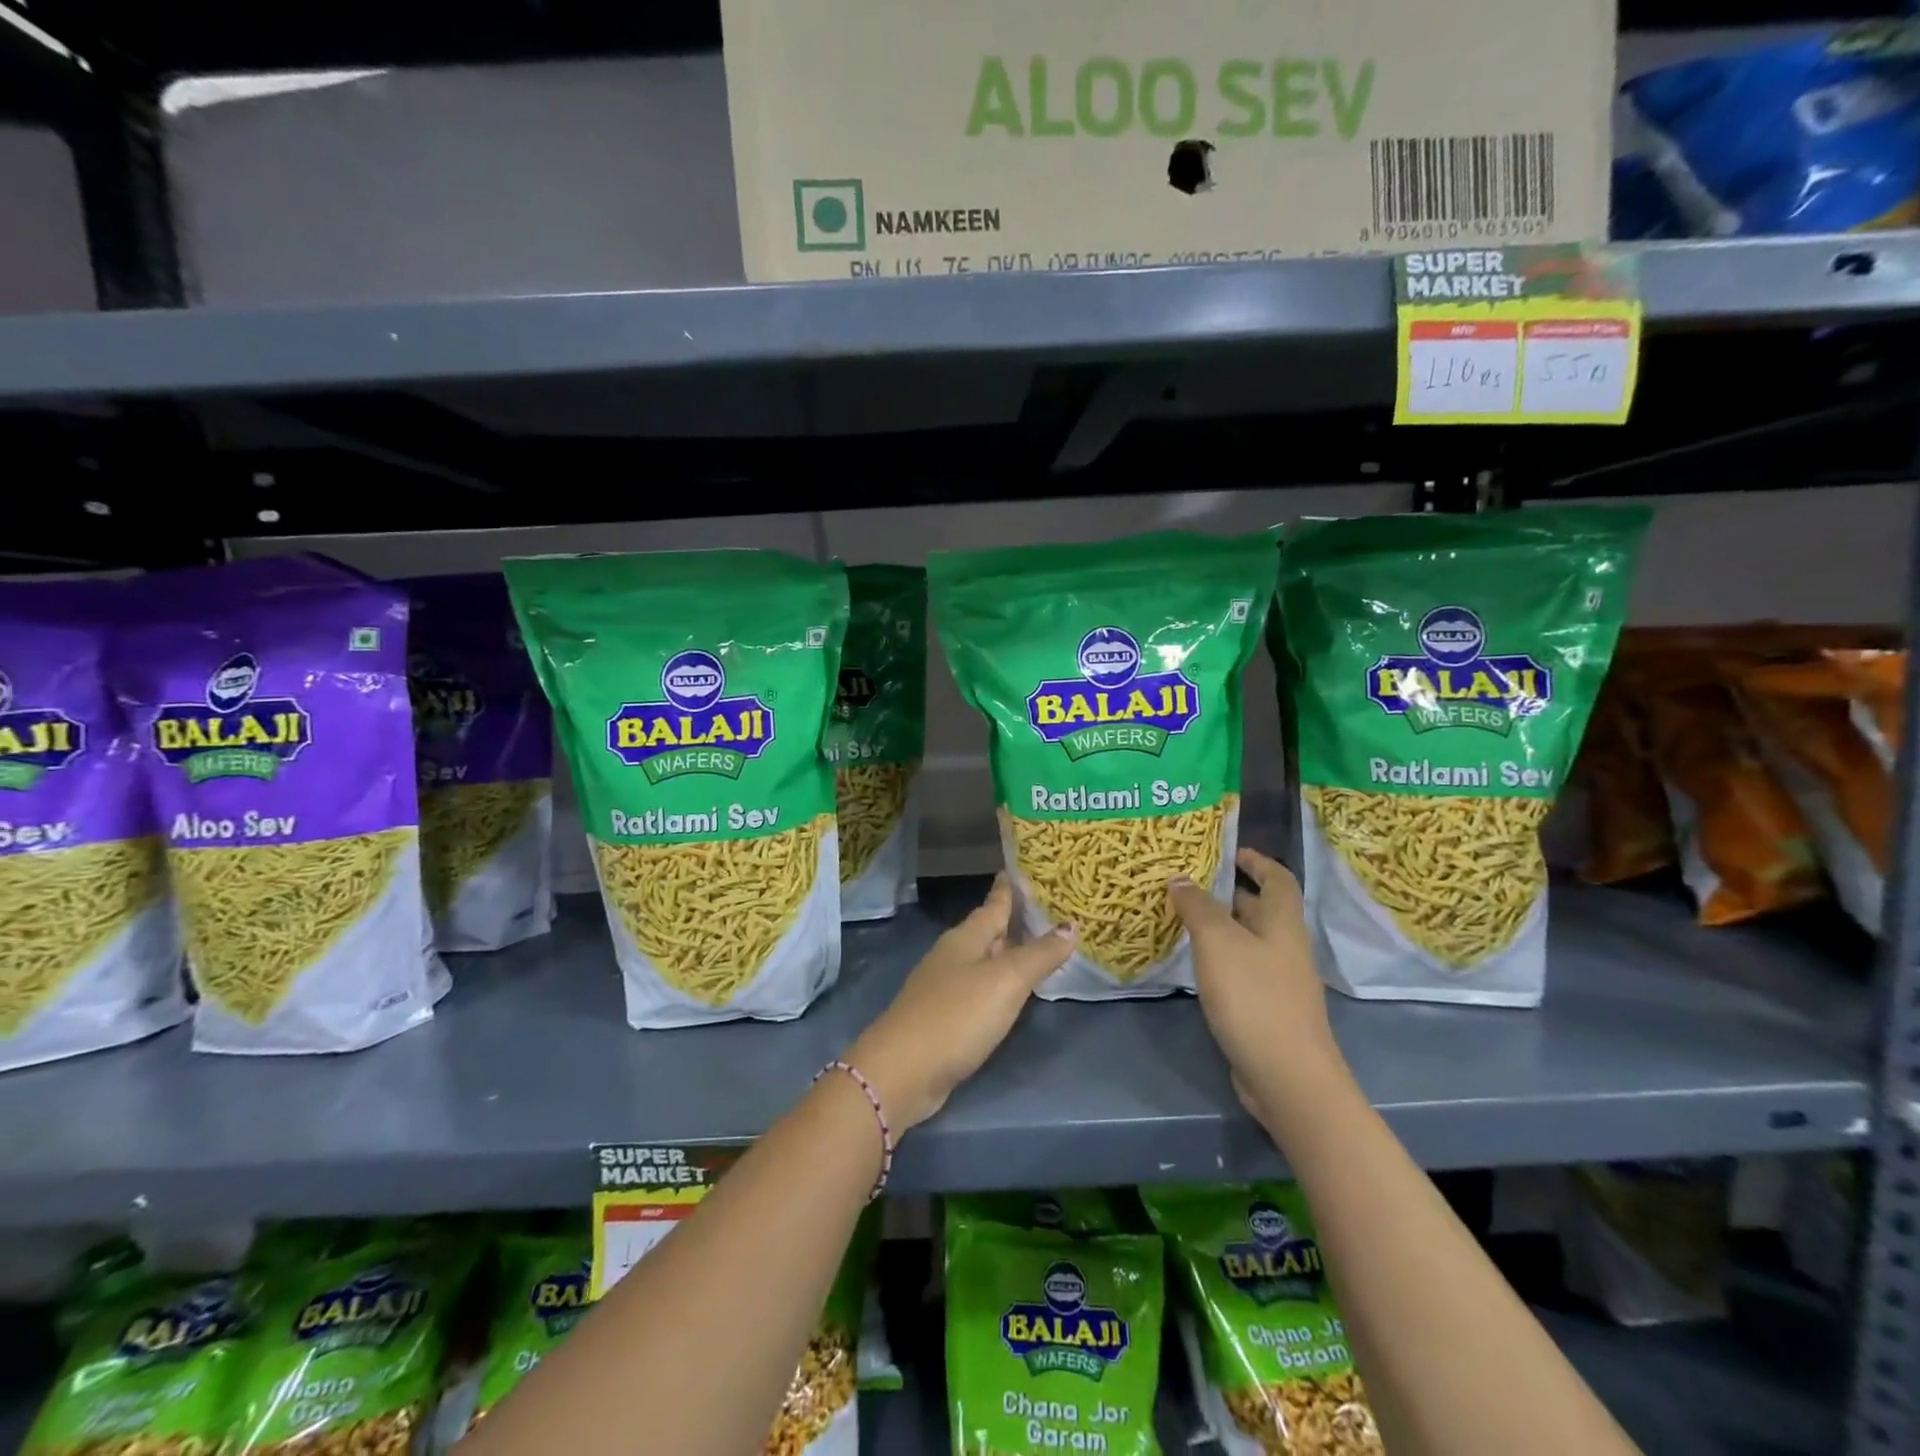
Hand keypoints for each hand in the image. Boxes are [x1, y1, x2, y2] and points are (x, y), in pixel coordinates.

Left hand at [846, 877, 1074, 1131]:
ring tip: (1038, 947)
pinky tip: (1012, 992)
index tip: (1026, 868)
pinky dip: (1000, 984)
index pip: (994, 903)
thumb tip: (1070, 925)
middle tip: (1049, 909)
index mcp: (966, 938)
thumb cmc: (956, 1016)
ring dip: (1008, 953)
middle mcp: (953, 955)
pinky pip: (980, 989)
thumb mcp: (1005, 981)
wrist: (902, 1072)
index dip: (1010, 887)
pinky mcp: (944, 1017)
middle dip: (1015, 920)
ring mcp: (945, 987)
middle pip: (989, 930)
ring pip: (984, 960)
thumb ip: (1039, 954)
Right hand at [1169, 848, 1344, 1123]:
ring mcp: (1280, 981)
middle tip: (1188, 883)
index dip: (1257, 861)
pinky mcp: (1269, 1009)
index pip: (1278, 878)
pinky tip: (1195, 964)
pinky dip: (1221, 958)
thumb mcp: (1218, 942)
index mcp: (1283, 923)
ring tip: (1182, 918)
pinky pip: (1243, 969)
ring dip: (1221, 927)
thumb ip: (1198, 907)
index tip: (1229, 851)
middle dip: (1229, 893)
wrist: (1287, 1076)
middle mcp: (1286, 947)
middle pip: (1262, 909)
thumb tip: (1181, 878)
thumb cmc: (1254, 997)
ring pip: (1249, 941)